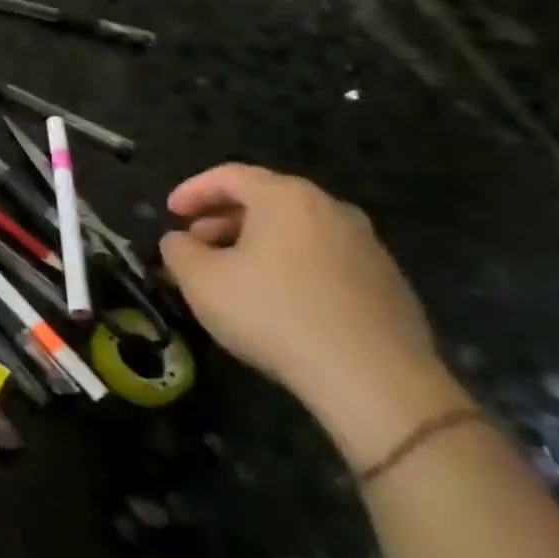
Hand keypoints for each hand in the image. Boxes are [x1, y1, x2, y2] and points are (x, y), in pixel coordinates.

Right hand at [161, 164, 467, 467]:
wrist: (376, 381)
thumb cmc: (275, 315)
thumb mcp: (200, 281)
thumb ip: (178, 250)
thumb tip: (181, 241)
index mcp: (286, 198)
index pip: (229, 175)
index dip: (192, 190)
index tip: (170, 214)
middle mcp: (331, 209)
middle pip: (266, 199)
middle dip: (223, 217)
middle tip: (196, 244)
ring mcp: (367, 246)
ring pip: (297, 229)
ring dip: (257, 242)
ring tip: (232, 274)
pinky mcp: (389, 283)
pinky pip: (324, 258)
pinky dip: (291, 265)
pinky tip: (277, 300)